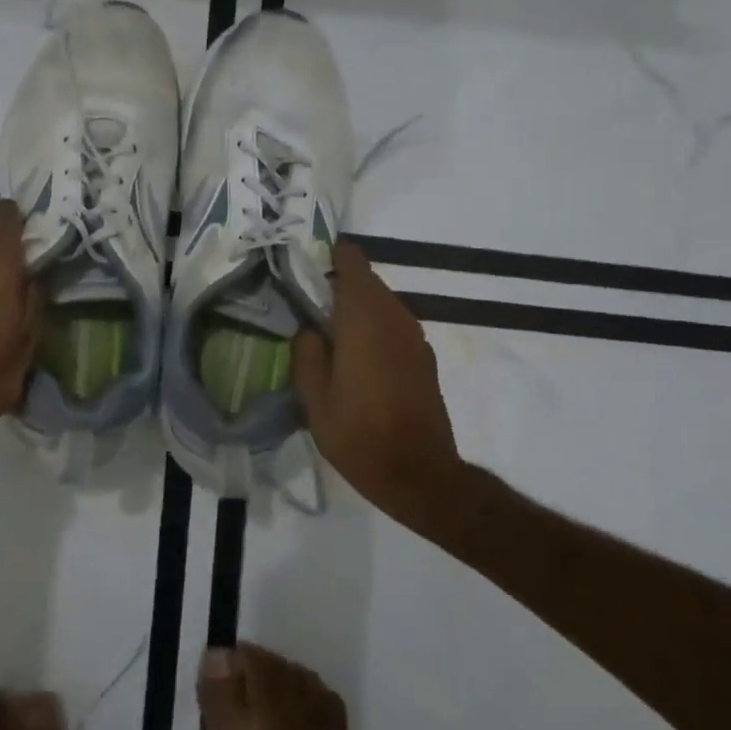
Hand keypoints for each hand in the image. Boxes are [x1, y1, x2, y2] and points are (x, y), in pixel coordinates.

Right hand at [293, 242, 461, 514]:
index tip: (306, 265)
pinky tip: (356, 357)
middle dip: (338, 284)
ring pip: (382, 304)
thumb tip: (309, 328)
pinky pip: (394, 326)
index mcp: (364, 318)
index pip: (352, 262)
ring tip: (328, 332)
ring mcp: (415, 337)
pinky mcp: (424, 358)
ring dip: (357, 308)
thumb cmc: (358, 434)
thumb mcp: (314, 397)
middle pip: (367, 281)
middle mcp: (394, 317)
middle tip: (307, 304)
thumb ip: (307, 353)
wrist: (418, 473)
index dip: (329, 256)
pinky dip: (374, 328)